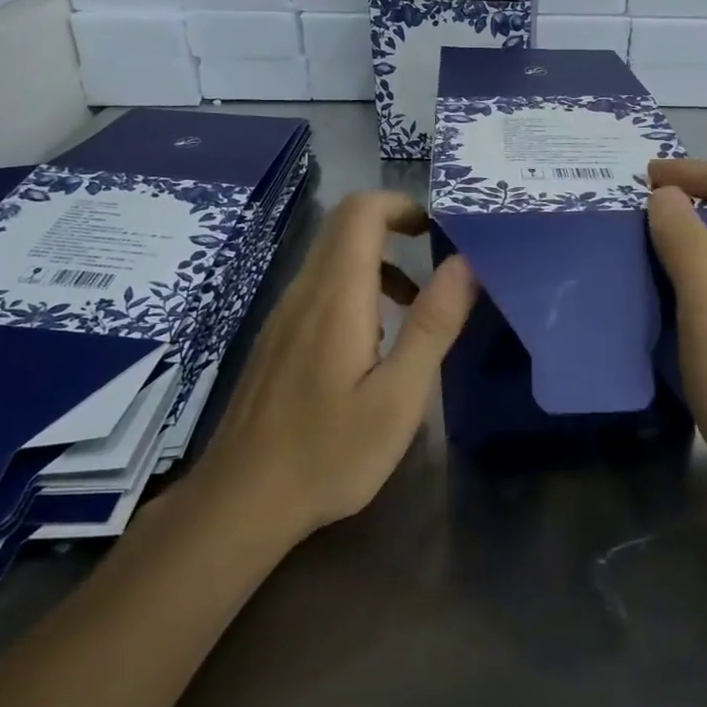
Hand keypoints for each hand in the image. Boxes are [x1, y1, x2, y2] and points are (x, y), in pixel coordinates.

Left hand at [196, 191, 477, 536]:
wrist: (241, 502)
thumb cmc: (329, 452)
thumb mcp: (398, 396)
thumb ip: (432, 325)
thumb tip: (465, 263)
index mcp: (336, 296)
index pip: (360, 212)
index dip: (402, 204)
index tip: (440, 229)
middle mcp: (304, 292)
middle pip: (344, 227)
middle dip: (395, 227)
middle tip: (440, 260)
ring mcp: (284, 315)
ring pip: (332, 258)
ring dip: (380, 263)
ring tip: (418, 307)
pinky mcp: (277, 338)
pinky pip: (319, 289)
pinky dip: (357, 289)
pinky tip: (376, 343)